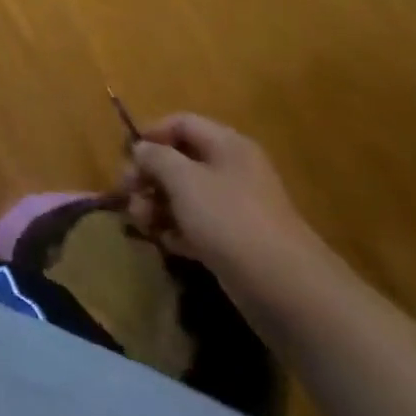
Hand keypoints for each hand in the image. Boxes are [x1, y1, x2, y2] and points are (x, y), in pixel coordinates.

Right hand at [121, 113, 325, 288]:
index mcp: (227, 145)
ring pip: (185, 195)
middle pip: (180, 160)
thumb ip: (156, 157)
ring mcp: (236, 209)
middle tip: (127, 194)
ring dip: (157, 205)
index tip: (127, 157)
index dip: (151, 134)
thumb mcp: (184, 180)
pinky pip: (197, 225)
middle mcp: (233, 171)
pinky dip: (176, 230)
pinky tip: (163, 242)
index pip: (181, 123)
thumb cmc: (230, 220)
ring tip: (141, 222)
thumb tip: (141, 149)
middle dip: (149, 176)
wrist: (288, 292)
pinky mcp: (236, 242)